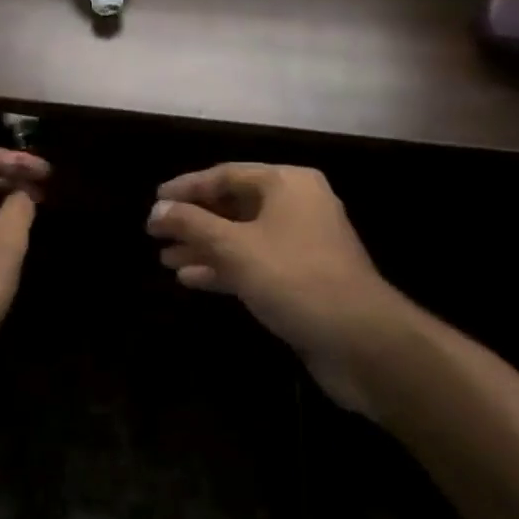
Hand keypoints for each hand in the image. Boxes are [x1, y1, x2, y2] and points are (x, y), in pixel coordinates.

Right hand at [148, 163, 405, 414]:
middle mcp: (297, 205)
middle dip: (194, 221)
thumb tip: (156, 210)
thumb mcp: (236, 248)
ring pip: (242, 236)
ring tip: (165, 258)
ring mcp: (302, 243)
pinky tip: (191, 279)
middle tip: (156, 232)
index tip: (155, 201)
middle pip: (234, 205)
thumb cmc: (295, 279)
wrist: (363, 344)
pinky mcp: (303, 277)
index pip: (226, 175)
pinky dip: (224, 268)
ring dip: (204, 246)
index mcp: (287, 183)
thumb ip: (192, 224)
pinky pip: (255, 262)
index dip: (187, 188)